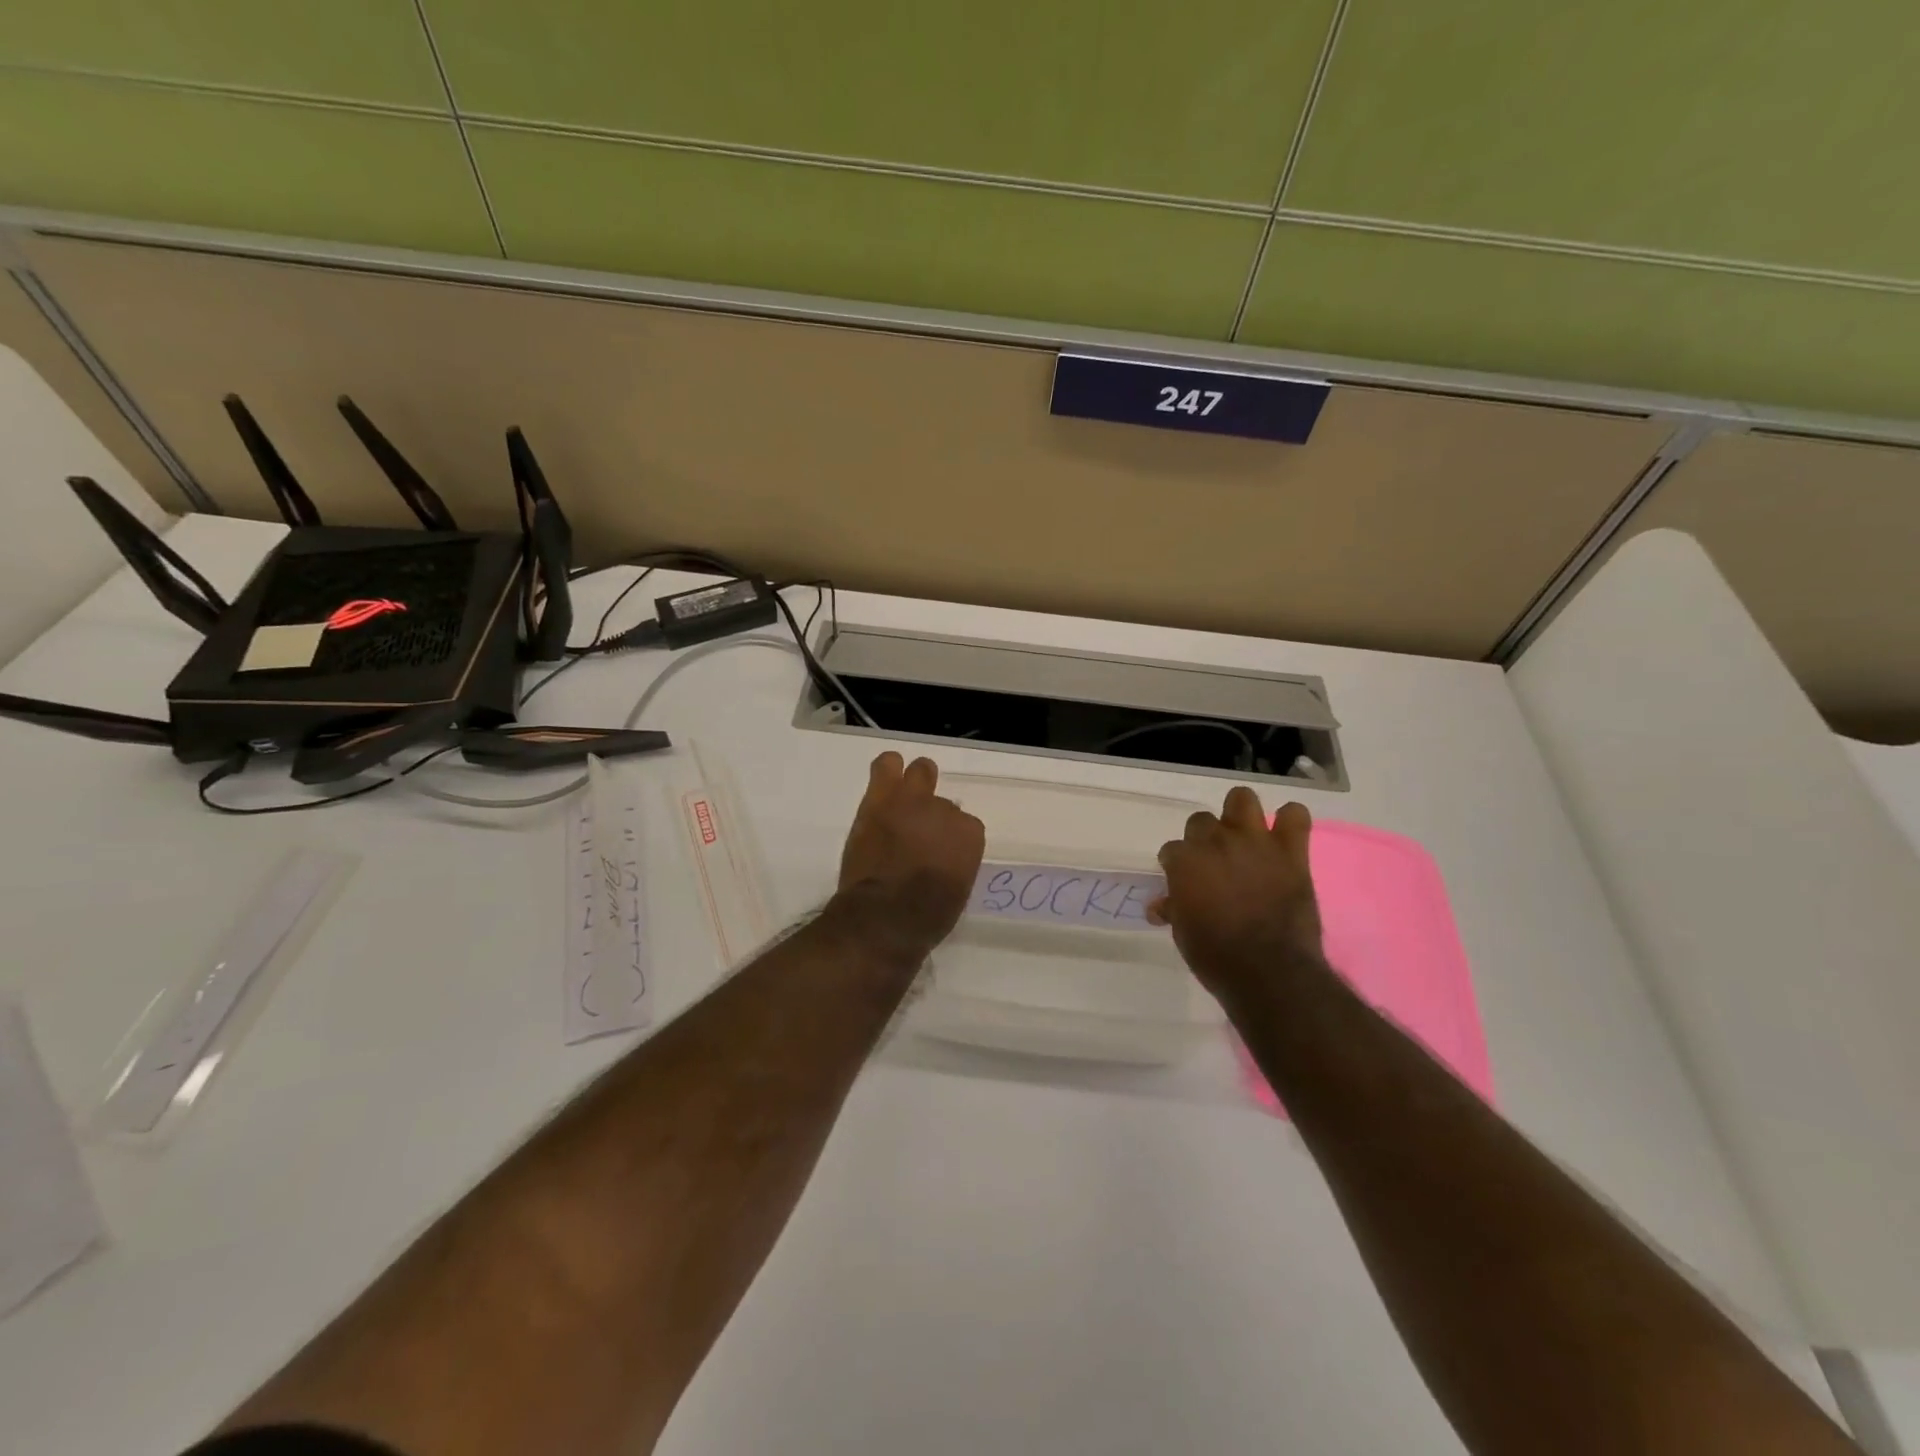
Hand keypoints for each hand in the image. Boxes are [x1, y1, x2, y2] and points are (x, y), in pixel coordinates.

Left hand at [835, 752, 985, 951]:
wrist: (883, 917)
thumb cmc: (925, 917)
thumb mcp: (956, 891)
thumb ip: (955, 863)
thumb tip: (942, 857)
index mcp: (970, 835)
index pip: (965, 826)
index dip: (949, 840)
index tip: (938, 854)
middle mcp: (946, 811)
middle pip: (943, 802)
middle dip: (933, 814)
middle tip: (920, 830)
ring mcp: (912, 801)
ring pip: (920, 771)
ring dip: (915, 782)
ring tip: (903, 796)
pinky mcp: (880, 799)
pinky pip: (886, 766)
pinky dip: (887, 770)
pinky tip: (885, 776)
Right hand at [1150, 787, 1324, 1000]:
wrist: (1270, 972)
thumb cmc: (1216, 956)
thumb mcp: (1183, 934)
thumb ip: (1174, 909)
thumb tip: (1161, 906)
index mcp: (1185, 861)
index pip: (1172, 850)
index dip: (1177, 866)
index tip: (1184, 882)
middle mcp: (1216, 842)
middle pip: (1201, 820)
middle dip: (1204, 839)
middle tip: (1214, 863)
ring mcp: (1255, 842)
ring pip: (1242, 799)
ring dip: (1240, 814)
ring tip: (1244, 836)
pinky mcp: (1291, 852)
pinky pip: (1295, 816)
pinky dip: (1290, 822)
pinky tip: (1285, 837)